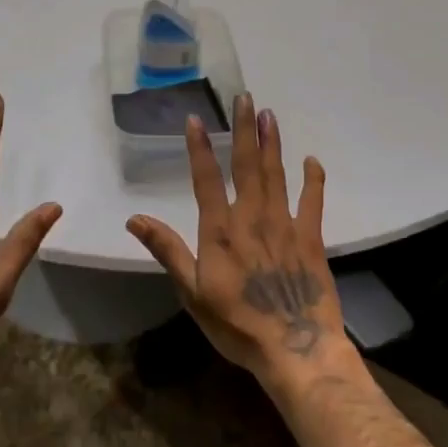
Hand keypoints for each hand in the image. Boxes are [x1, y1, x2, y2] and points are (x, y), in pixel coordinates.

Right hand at [127, 93, 344, 379]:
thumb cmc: (236, 324)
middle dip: (244, 130)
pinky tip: (311, 159)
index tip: (196, 119)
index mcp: (220, 230)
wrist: (295, 348)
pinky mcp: (311, 238)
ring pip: (276, 174)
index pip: (206, 179)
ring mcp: (284, 225)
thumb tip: (134, 219)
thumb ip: (167, 250)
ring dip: (272, 143)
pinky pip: (313, 201)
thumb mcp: (191, 292)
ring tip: (269, 115)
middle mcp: (252, 217)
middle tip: (246, 98)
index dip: (199, 148)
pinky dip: (313, 179)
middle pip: (246, 165)